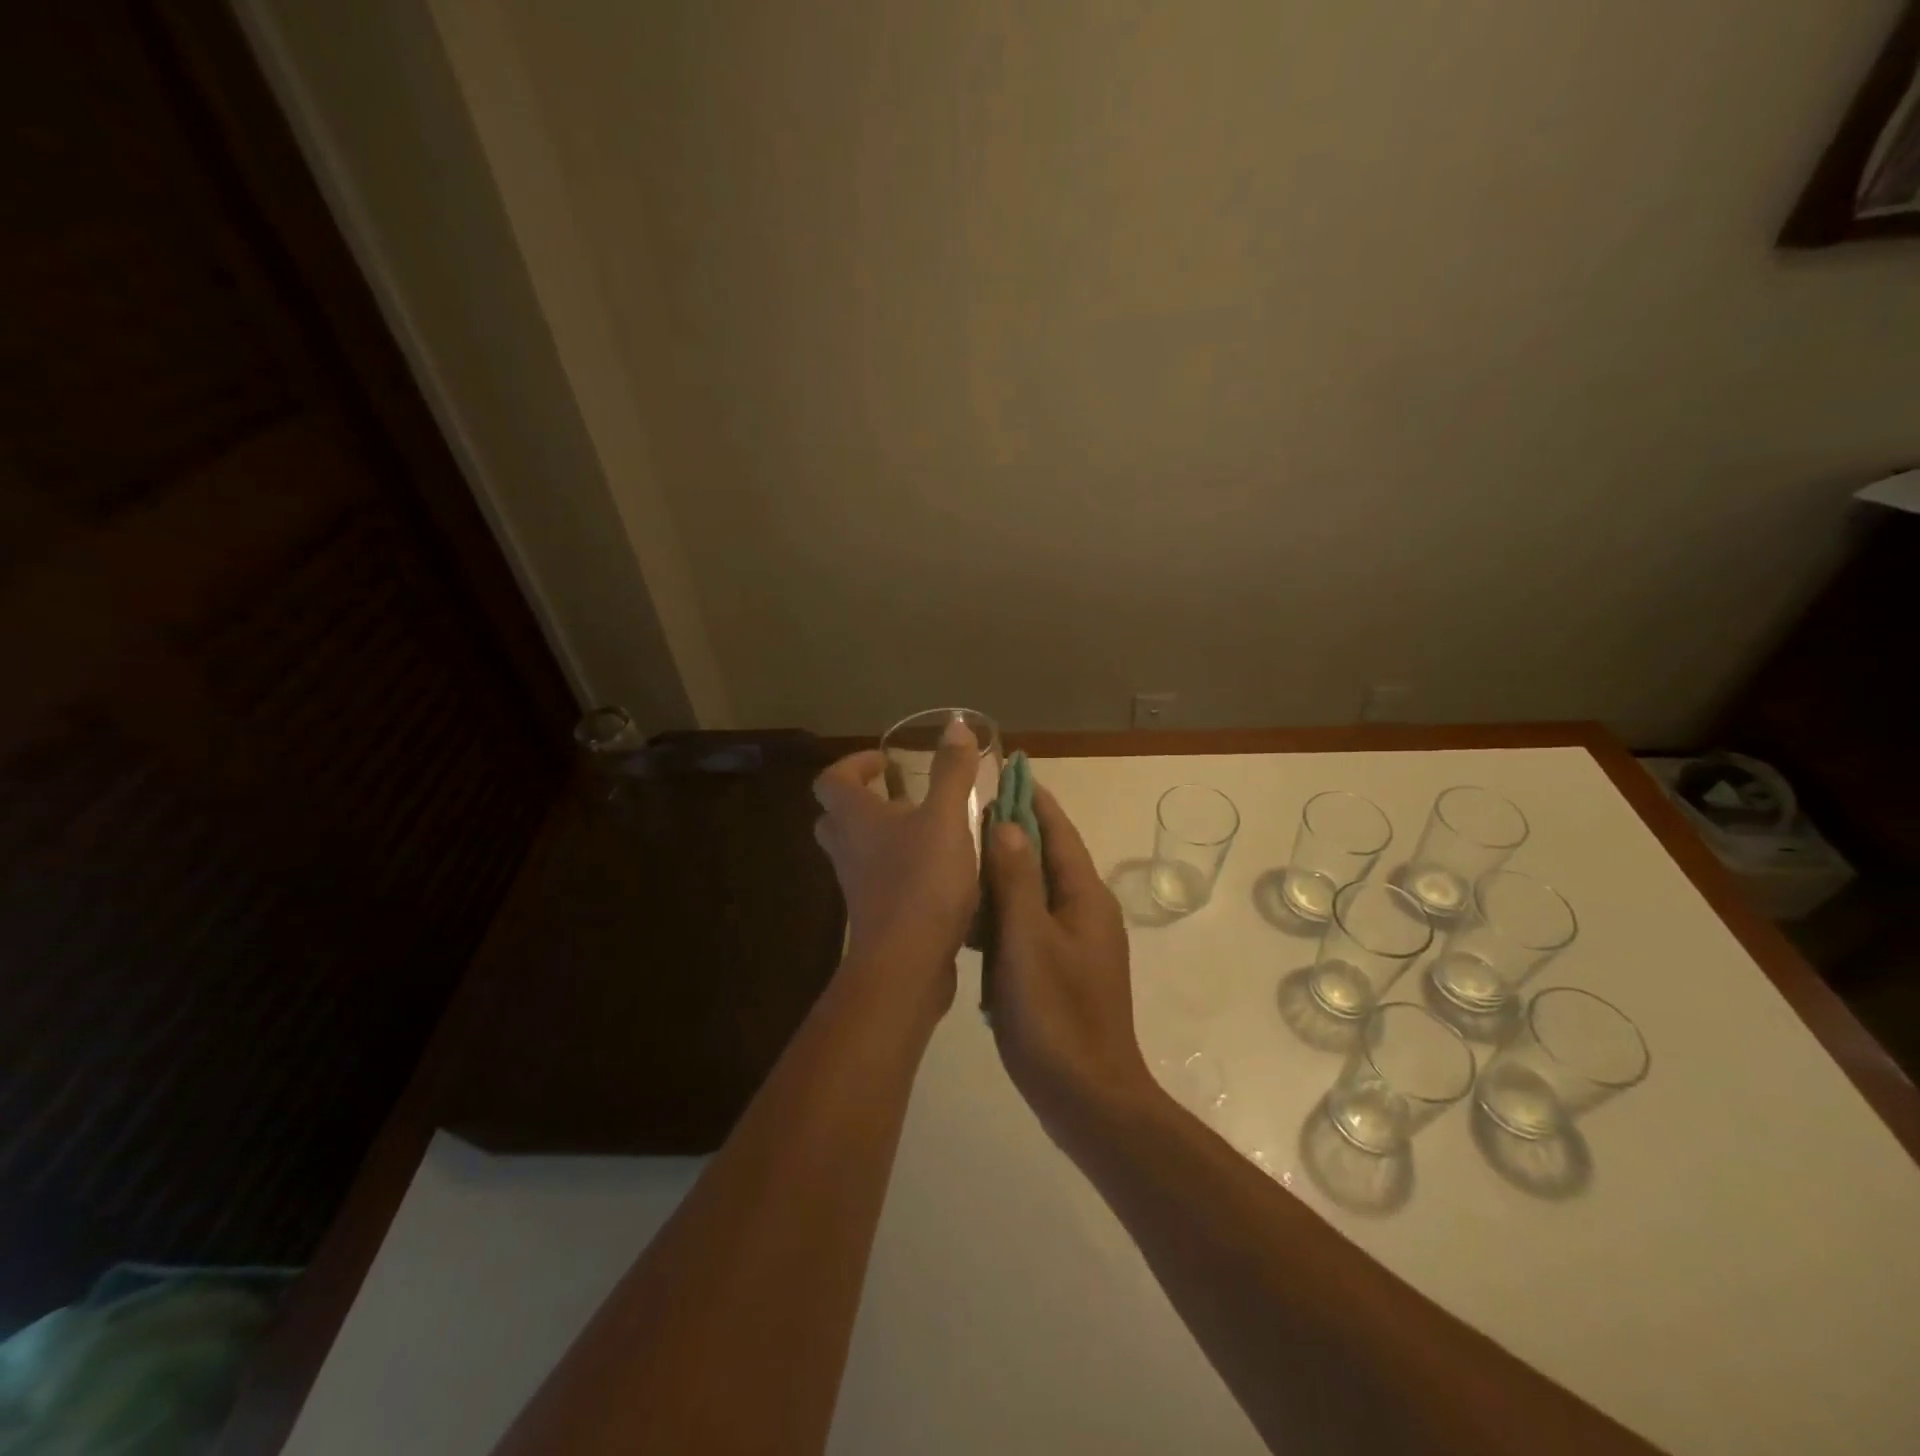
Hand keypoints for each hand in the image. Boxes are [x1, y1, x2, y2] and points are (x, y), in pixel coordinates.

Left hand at [812, 719, 982, 1010]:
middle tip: (901, 795)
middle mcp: (847, 849)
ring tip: (927, 829)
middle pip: (838, 816)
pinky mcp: (876, 914)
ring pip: (858, 850)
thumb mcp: (946, 818)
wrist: (906, 964)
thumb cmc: (921, 881)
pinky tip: (939, 870)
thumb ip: (951, 771)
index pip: (831, 780)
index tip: (885, 763)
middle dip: (865, 800)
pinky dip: (899, 867)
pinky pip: (879, 879)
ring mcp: (858, 885)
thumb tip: (955, 724)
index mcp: (855, 818)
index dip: (853, 765)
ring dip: (884, 835)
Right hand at [983, 784, 1156, 1144]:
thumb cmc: (1056, 1014)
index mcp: (1085, 896)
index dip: (1034, 798)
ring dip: (1006, 871)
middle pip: (1048, 856)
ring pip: (1036, 891)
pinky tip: (971, 917)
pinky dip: (1004, 910)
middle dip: (1015, 830)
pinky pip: (1030, 923)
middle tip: (971, 811)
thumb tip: (1006, 824)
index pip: (1058, 831)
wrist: (1087, 1096)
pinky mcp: (1061, 969)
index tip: (1008, 770)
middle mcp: (1085, 911)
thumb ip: (1016, 880)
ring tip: (963, 856)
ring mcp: (1075, 943)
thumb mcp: (1028, 940)